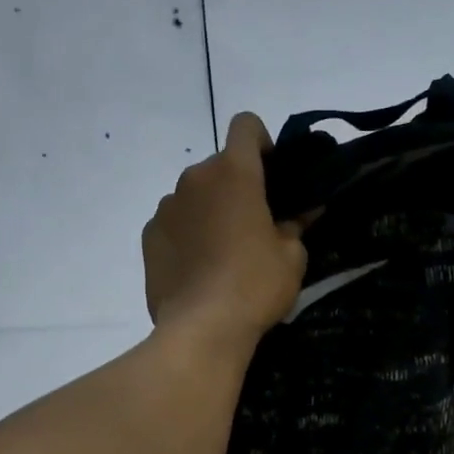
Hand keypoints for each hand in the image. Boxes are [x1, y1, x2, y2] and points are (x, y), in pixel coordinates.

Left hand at [143, 112, 307, 347]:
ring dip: (210, 210)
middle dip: (237, 186)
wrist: (202, 328)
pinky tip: (199, 268)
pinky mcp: (149, 236)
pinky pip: (174, 223)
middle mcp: (194, 179)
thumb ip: (296, 224)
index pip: (246, 125)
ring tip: (223, 252)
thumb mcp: (292, 256)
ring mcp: (166, 207)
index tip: (272, 174)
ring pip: (194, 195)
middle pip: (219, 166)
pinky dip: (187, 234)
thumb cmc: (255, 285)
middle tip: (254, 224)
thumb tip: (304, 210)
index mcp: (234, 173)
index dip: (262, 142)